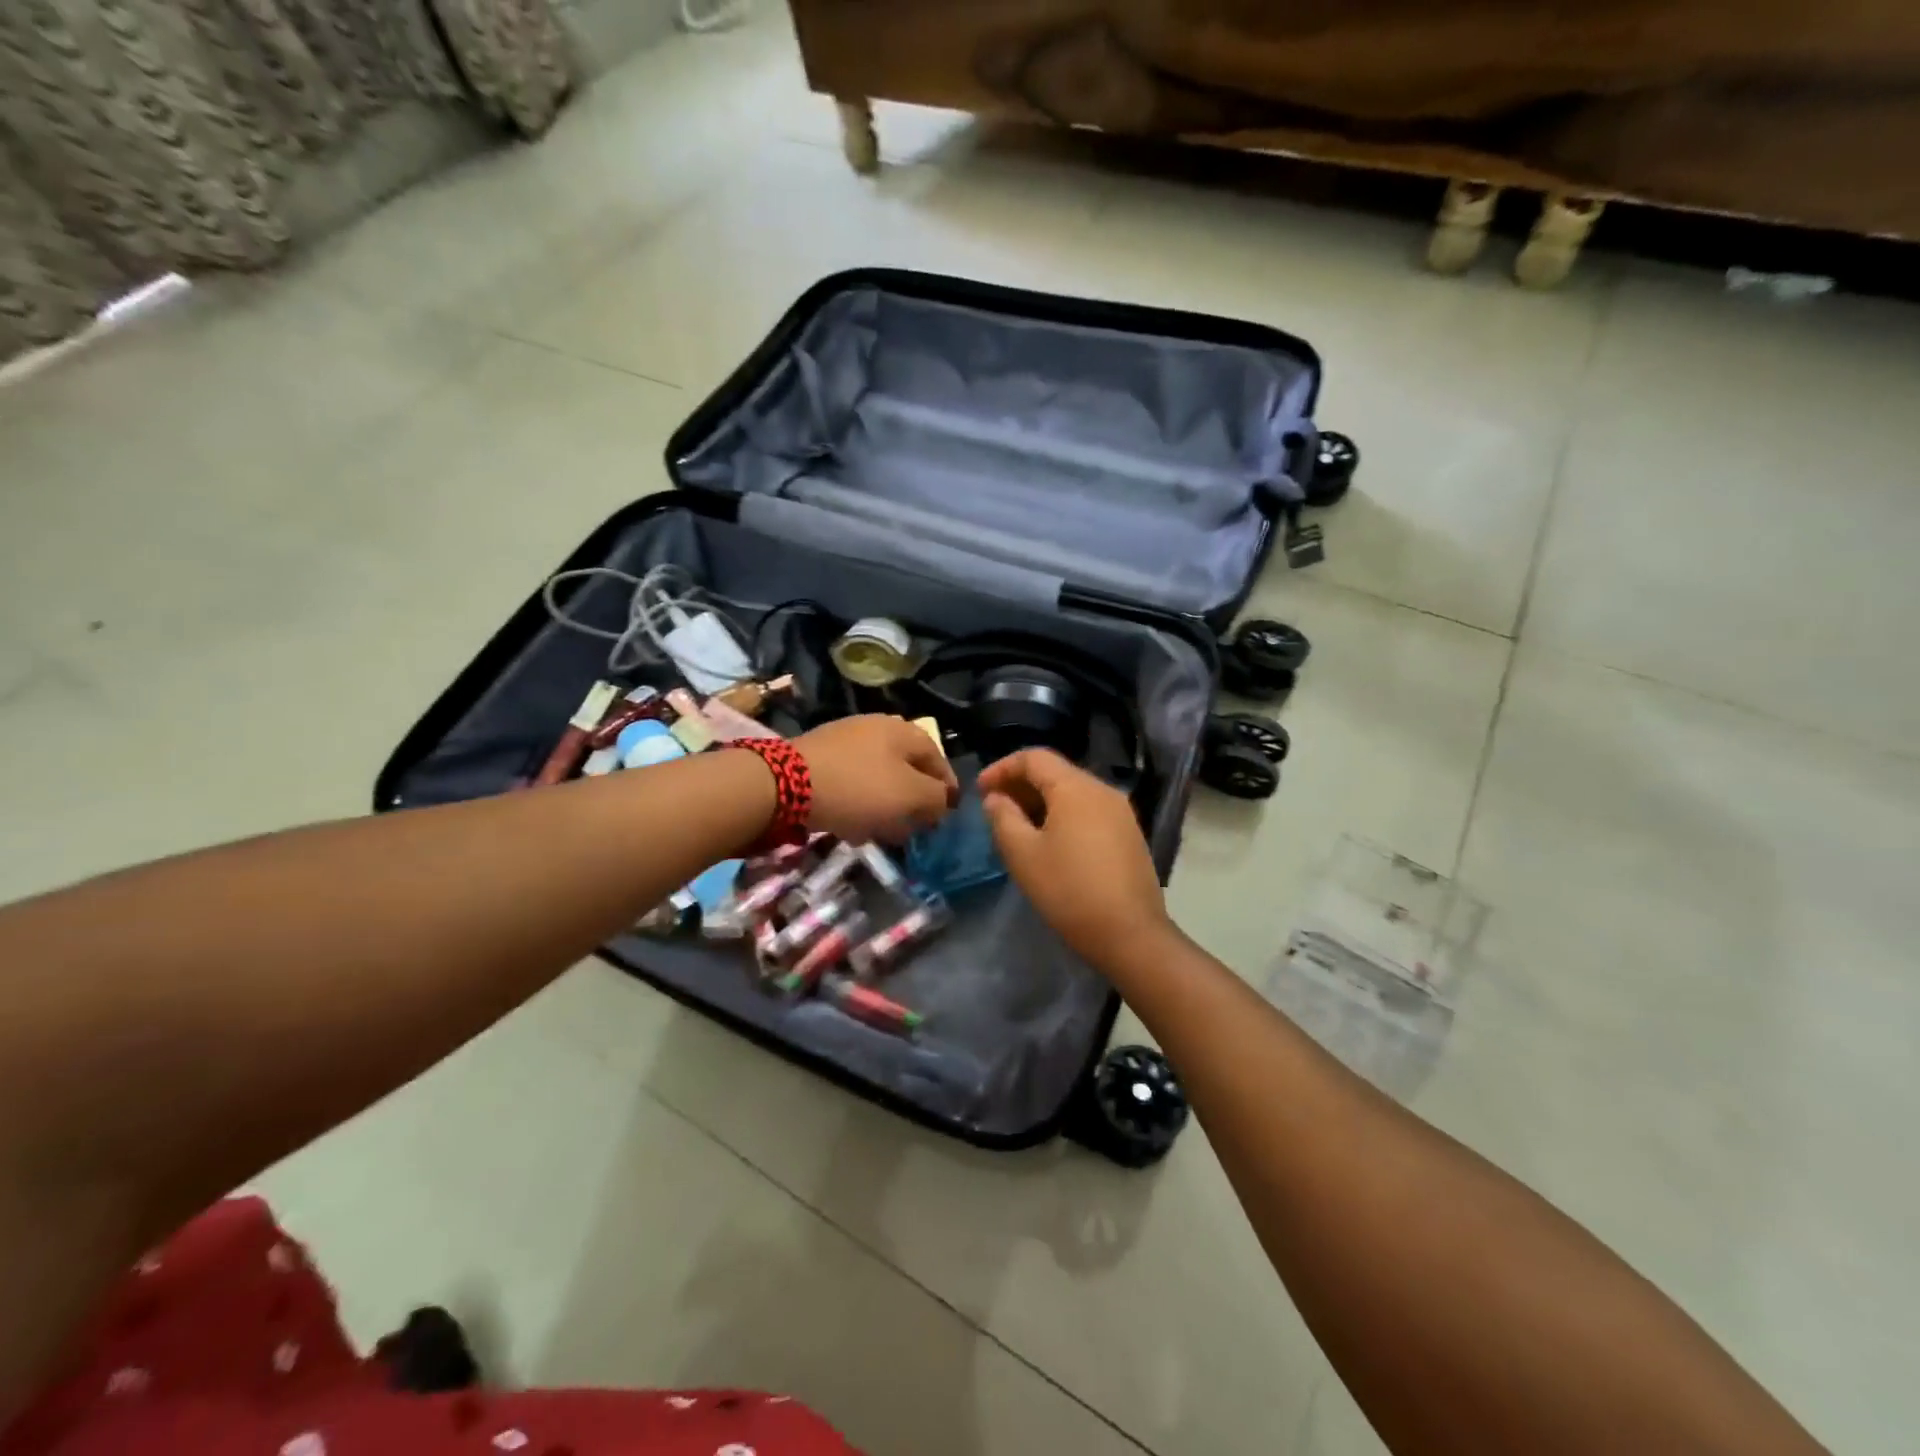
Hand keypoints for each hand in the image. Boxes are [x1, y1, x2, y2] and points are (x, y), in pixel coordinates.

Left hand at [794, 715, 957, 843]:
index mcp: (904, 731)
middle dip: (914, 799)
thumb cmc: (859, 788)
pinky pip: (851, 782)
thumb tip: (942, 801)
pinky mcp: (819, 757)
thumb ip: (936, 798)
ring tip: (883, 832)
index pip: (938, 759)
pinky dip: (859, 803)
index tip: (946, 816)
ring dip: (886, 805)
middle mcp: (877, 727)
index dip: (947, 789)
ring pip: (878, 777)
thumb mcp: (910, 795)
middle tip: (915, 827)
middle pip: (907, 768)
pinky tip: (852, 825)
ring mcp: (845, 740)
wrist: (784, 783)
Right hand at [978, 749, 1174, 969]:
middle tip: (995, 809)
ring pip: (1073, 793)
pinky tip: (1050, 843)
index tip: (980, 791)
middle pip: (1055, 772)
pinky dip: (1063, 816)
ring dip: (1041, 802)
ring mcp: (1121, 813)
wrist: (1130, 934)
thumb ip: (1003, 818)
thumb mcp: (1023, 854)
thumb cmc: (1069, 890)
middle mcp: (1103, 790)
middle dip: (1021, 785)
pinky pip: (1089, 812)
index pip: (1034, 758)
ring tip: (1018, 828)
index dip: (1002, 768)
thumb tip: (996, 798)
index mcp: (1076, 787)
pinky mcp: (1129, 835)